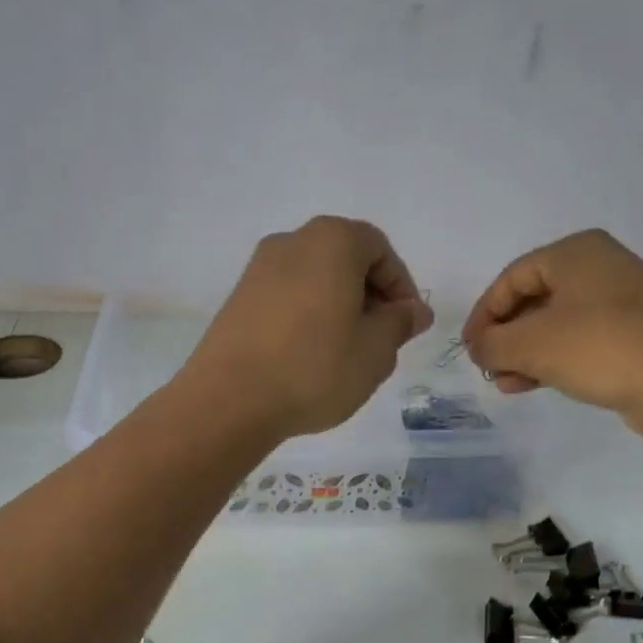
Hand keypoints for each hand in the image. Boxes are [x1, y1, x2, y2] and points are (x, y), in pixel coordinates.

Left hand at [186, 217, 434, 440]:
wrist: (229, 400)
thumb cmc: (315, 368)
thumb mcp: (375, 350)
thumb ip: (400, 323)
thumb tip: (413, 310)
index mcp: (331, 242)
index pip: (379, 249)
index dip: (401, 286)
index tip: (408, 324)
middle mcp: (291, 242)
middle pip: (345, 259)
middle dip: (371, 296)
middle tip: (382, 339)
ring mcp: (258, 270)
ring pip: (316, 280)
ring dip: (340, 308)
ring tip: (348, 353)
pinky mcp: (238, 299)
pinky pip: (288, 298)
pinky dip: (309, 317)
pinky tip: (312, 357)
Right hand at [462, 229, 642, 433]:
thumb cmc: (599, 348)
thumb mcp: (531, 345)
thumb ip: (491, 343)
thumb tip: (478, 347)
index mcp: (576, 251)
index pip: (511, 278)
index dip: (483, 314)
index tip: (469, 348)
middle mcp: (601, 265)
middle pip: (534, 299)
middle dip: (506, 337)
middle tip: (488, 367)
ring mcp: (623, 298)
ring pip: (557, 322)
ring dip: (526, 353)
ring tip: (507, 384)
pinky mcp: (635, 331)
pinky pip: (582, 338)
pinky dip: (554, 357)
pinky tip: (533, 384)